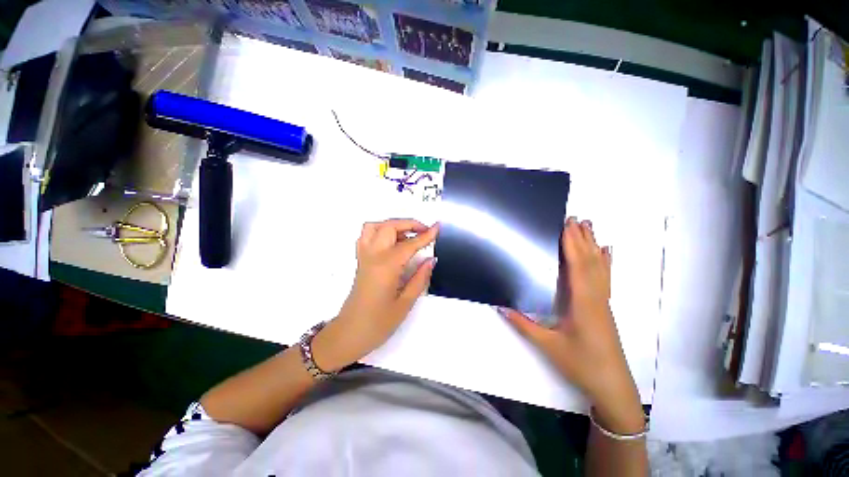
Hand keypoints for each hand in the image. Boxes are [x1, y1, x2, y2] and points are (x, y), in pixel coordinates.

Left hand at [312, 219, 438, 371]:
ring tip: (407, 235)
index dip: (426, 235)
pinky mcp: (360, 260)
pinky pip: (367, 236)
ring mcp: (363, 256)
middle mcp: (373, 255)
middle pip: (390, 227)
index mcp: (386, 266)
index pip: (410, 244)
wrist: (349, 333)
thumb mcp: (405, 303)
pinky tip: (392, 243)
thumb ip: (420, 279)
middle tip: (424, 232)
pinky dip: (380, 231)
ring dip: (393, 225)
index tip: (438, 227)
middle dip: (409, 224)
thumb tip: (431, 260)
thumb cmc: (378, 323)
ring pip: (374, 226)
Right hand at [499, 217, 642, 433]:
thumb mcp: (548, 346)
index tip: (566, 225)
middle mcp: (596, 298)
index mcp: (583, 303)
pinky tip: (607, 252)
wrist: (612, 386)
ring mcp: (603, 302)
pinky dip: (606, 262)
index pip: (577, 266)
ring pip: (600, 268)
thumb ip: (523, 325)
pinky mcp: (605, 307)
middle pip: (590, 262)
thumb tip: (501, 306)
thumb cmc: (581, 364)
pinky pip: (606, 278)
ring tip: (589, 227)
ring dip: (593, 245)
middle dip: (582, 238)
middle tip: (575, 218)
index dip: (572, 244)